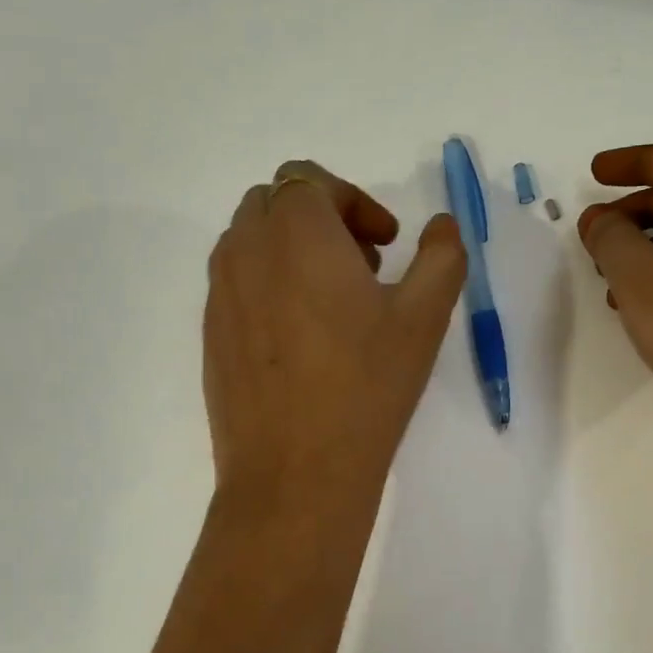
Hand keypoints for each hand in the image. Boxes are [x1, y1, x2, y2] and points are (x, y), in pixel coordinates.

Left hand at [204, 161, 465, 500]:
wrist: (294, 473)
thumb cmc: (365, 387)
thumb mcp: (423, 318)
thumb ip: (441, 257)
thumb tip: (442, 226)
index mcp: (295, 233)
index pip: (308, 179)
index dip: (353, 200)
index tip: (386, 243)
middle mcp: (246, 251)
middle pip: (274, 202)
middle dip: (321, 218)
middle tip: (363, 265)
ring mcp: (220, 294)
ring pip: (250, 241)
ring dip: (291, 249)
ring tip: (333, 301)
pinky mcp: (210, 334)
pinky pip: (236, 284)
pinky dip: (268, 284)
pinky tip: (301, 339)